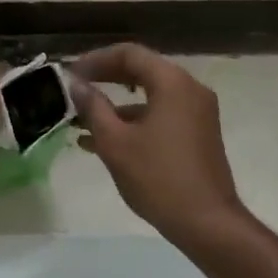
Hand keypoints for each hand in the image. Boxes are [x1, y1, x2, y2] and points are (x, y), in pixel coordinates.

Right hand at [71, 44, 246, 240]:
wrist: (207, 223)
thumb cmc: (158, 178)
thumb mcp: (115, 142)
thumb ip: (93, 107)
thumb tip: (76, 85)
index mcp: (172, 83)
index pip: (129, 54)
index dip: (96, 60)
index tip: (70, 74)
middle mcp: (189, 89)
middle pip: (142, 70)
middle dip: (105, 79)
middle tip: (75, 89)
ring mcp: (197, 113)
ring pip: (150, 96)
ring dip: (116, 105)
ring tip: (80, 121)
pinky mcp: (198, 134)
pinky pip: (161, 115)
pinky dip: (134, 121)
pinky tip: (103, 142)